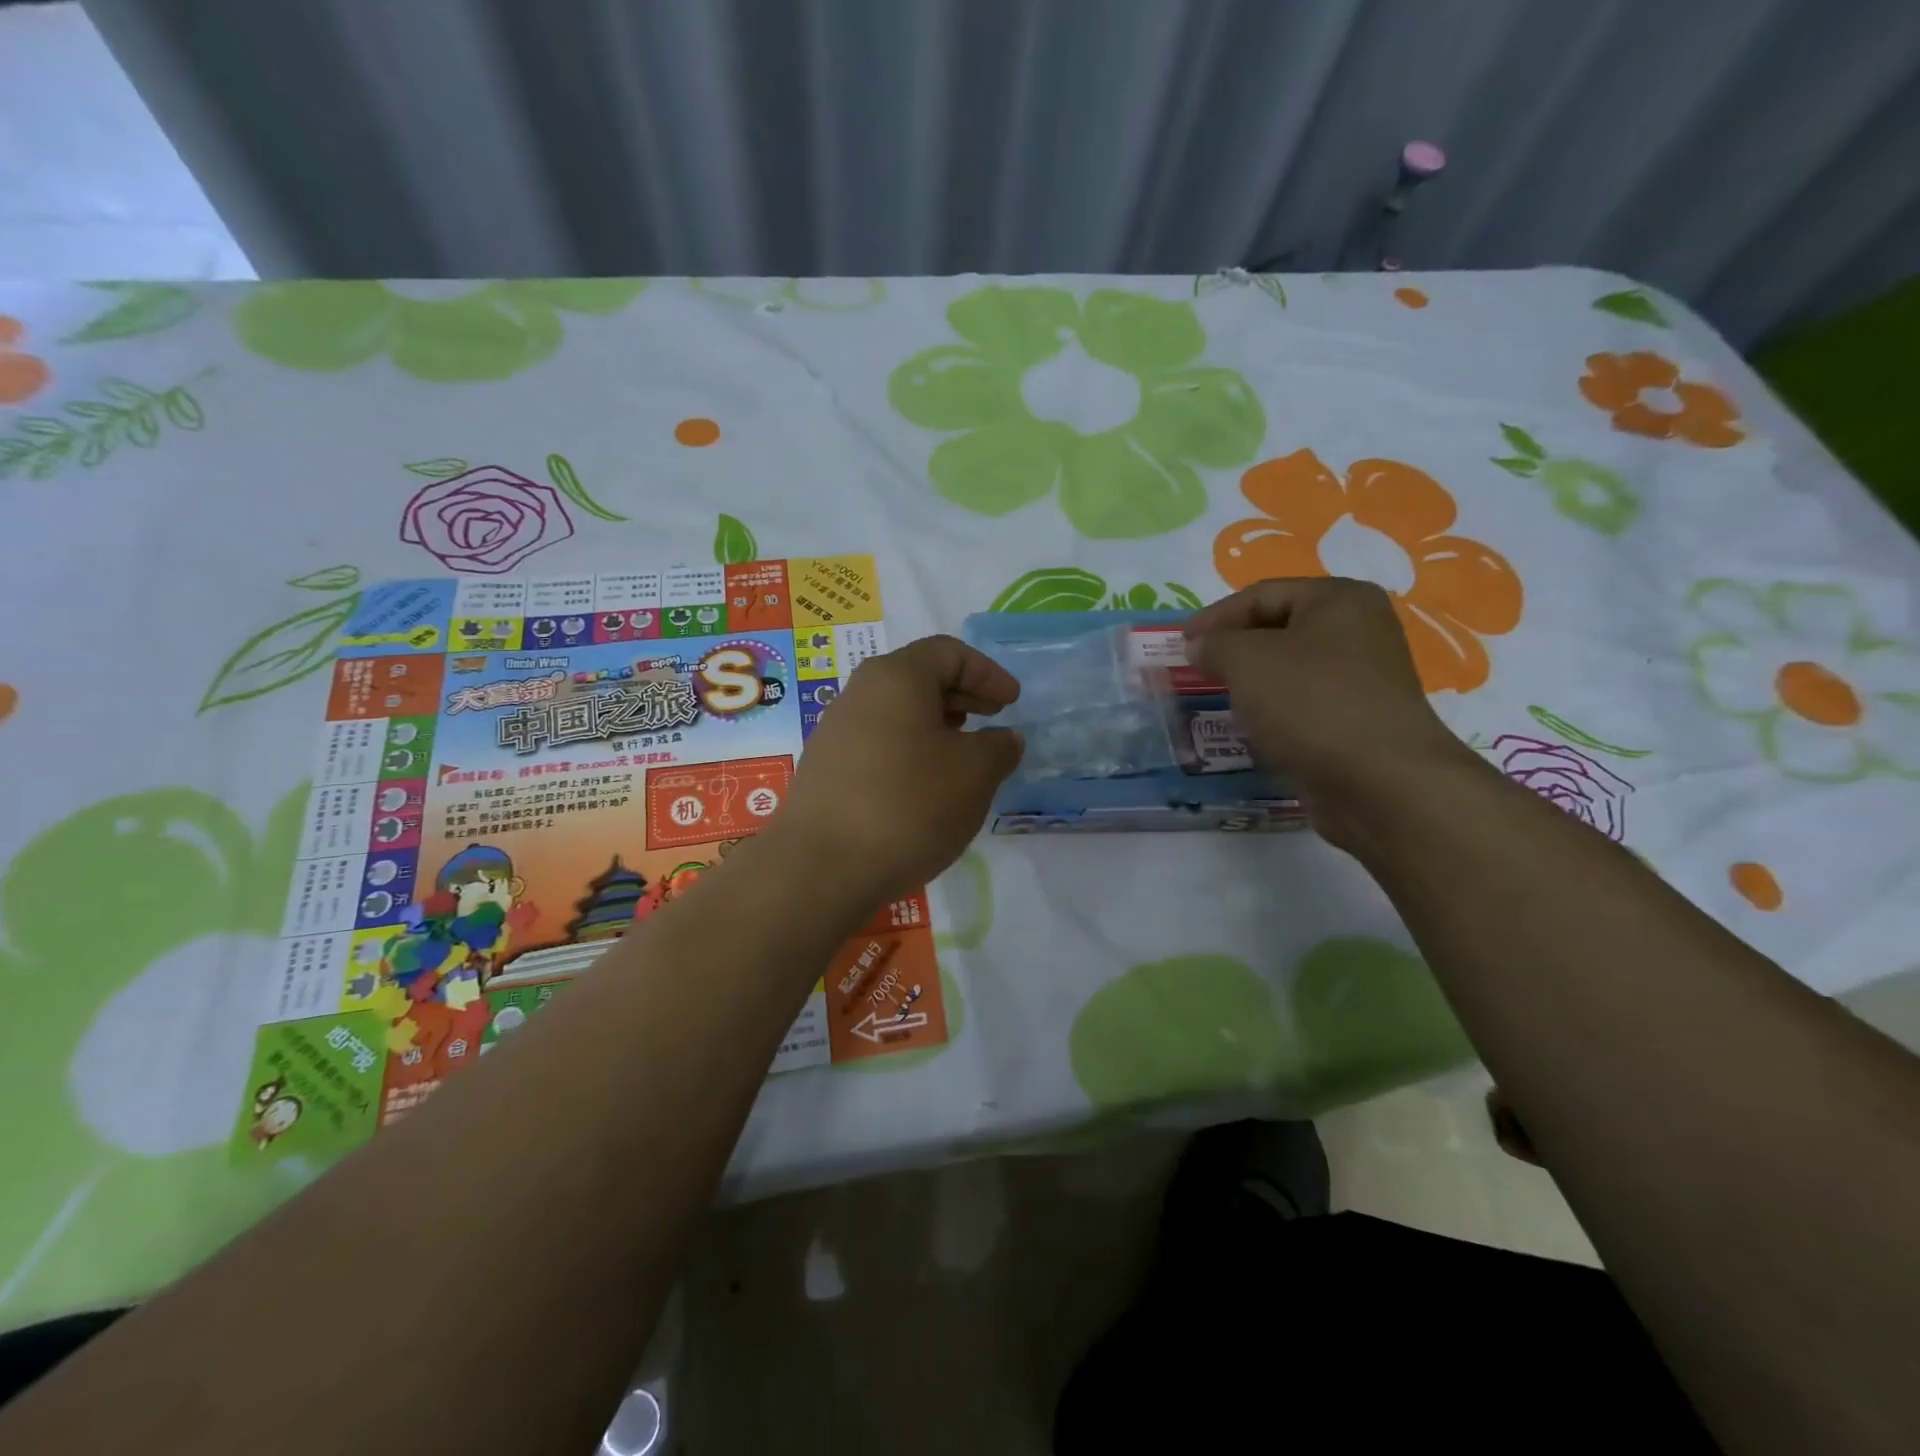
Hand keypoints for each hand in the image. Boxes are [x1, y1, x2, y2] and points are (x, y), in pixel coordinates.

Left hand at [769, 635, 1022, 903]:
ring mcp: (836, 731)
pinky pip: (878, 743)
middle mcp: (859, 693)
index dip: (987, 673)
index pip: (948, 652)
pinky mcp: (826, 769)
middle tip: (992, 722)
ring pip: (897, 713)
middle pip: (919, 678)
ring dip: (936, 727)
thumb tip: (1004, 739)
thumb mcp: (975, 774)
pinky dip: (910, 752)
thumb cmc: (909, 805)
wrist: (821, 867)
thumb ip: (999, 747)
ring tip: (963, 757)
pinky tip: (924, 788)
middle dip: (962, 696)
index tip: (1012, 703)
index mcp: (896, 677)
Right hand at [1184, 578, 1481, 849]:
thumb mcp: (1247, 661)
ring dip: (1252, 684)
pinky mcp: (1359, 720)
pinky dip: (1274, 712)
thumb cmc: (1311, 703)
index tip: (1180, 644)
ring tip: (1219, 701)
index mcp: (1339, 599)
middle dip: (1233, 650)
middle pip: (1278, 630)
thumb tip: (1201, 646)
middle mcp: (1359, 630)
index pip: (1261, 594)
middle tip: (1196, 671)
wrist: (1380, 782)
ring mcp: (1363, 678)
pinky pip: (1304, 705)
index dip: (1215, 617)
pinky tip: (1253, 731)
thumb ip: (1215, 644)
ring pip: (1290, 670)